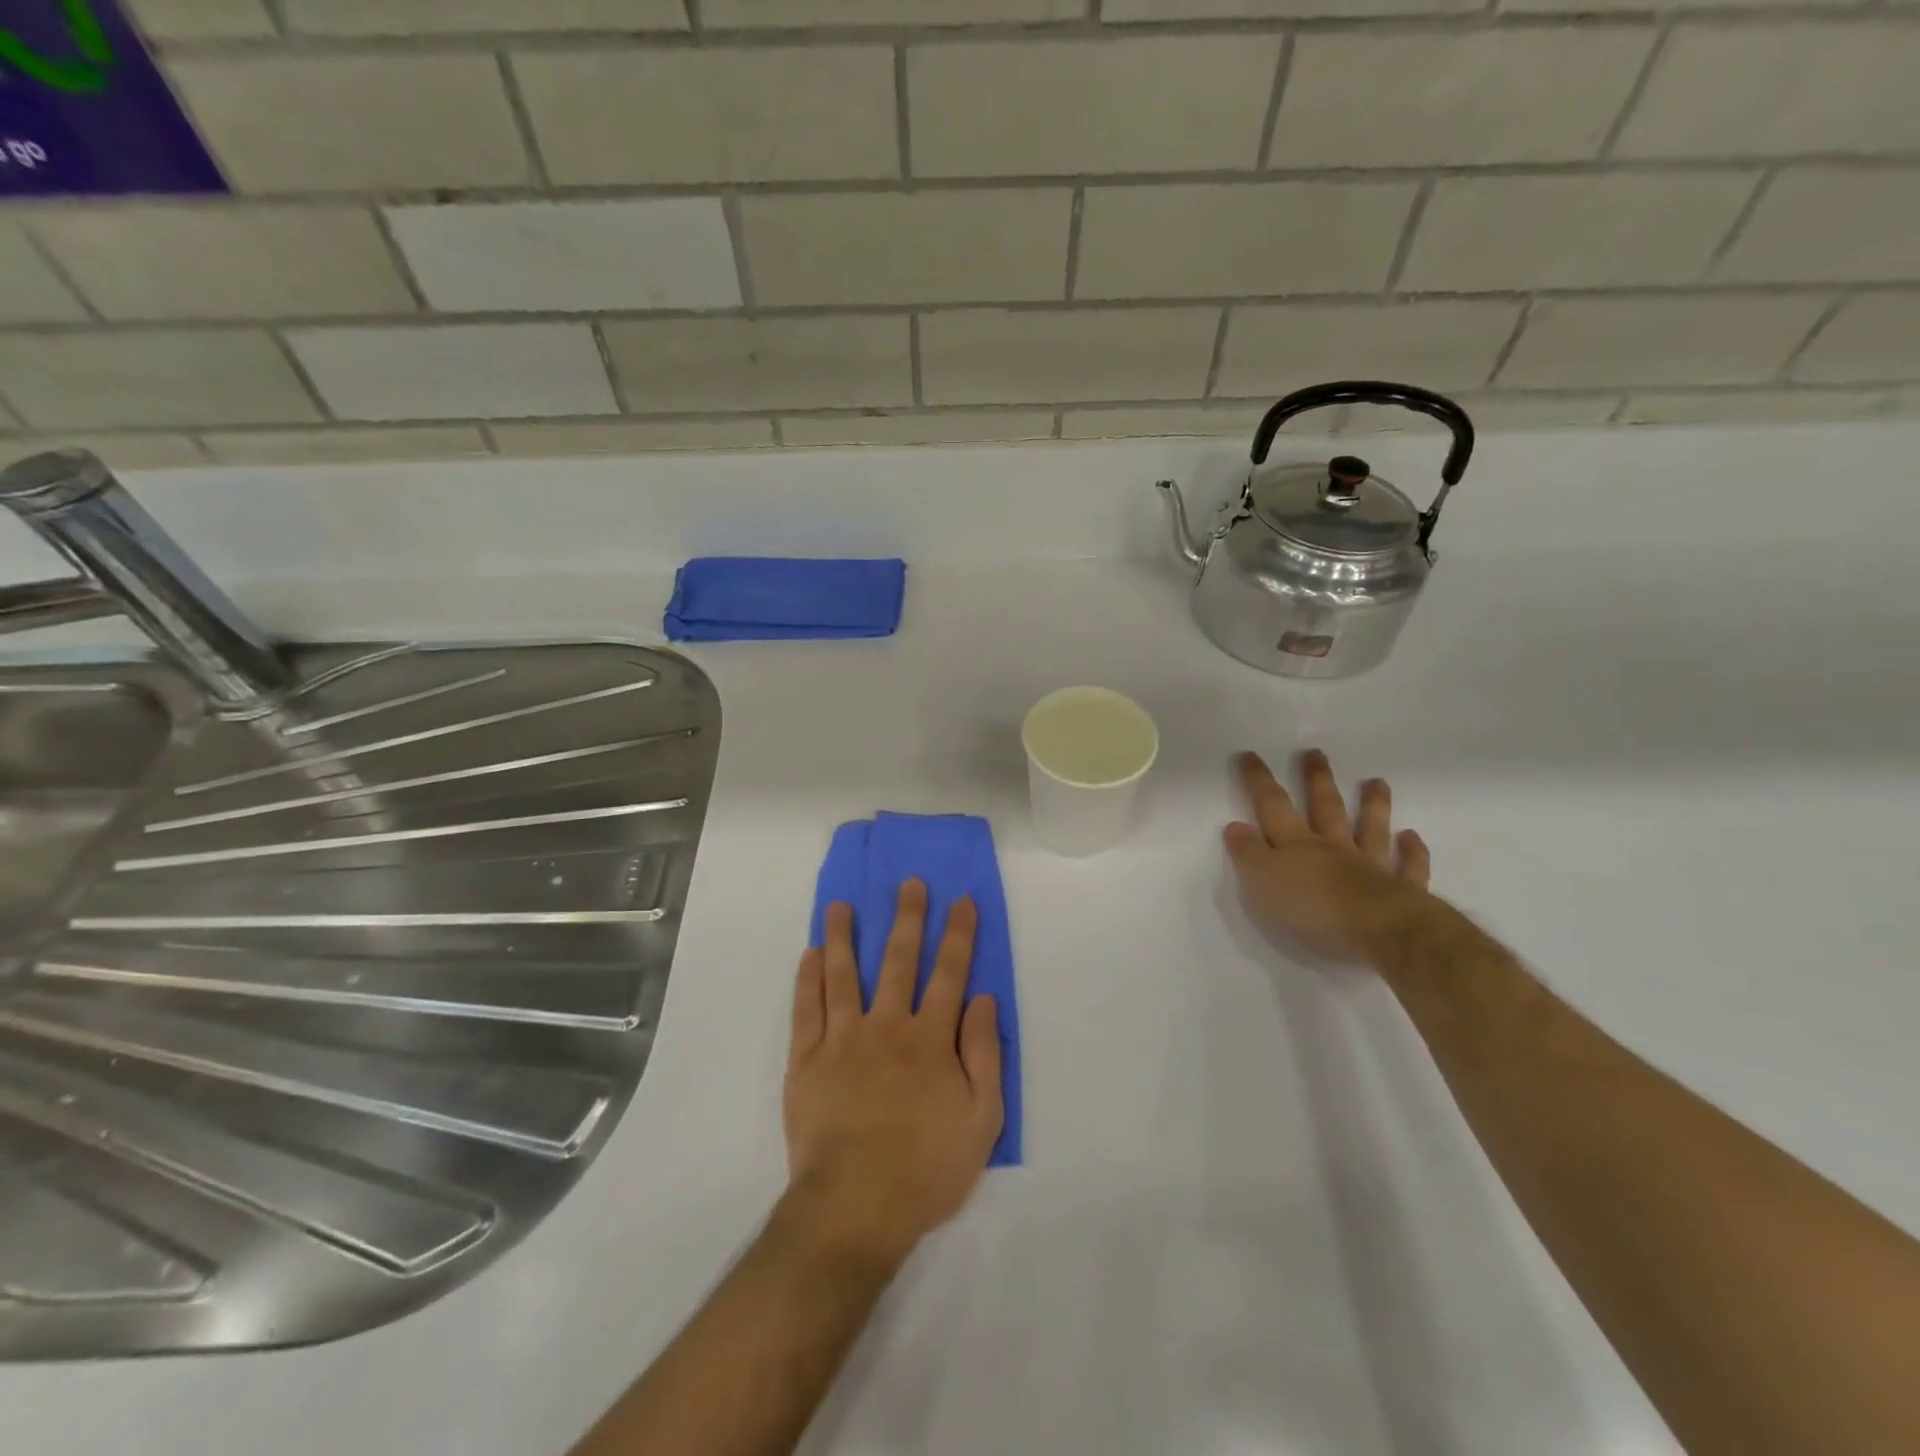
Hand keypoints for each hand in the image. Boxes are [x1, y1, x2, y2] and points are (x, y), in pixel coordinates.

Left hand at [784, 879, 1003, 1269]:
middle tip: (908, 883)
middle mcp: (886, 1026)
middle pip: (898, 961)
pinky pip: (807, 1009)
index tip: (961, 900)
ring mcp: (842, 1040)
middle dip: (907, 918)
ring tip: (840, 904)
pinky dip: (807, 979)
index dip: (958, 934)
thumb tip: (984, 1000)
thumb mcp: (981, 1120)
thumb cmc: (926, 1168)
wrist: (854, 1209)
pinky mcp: (807, 1060)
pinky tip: (809, 955)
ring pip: (843, 975)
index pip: (949, 973)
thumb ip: (984, 1055)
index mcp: (930, 1039)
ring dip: (843, 936)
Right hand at [1224, 749, 1434, 965]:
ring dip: (1373, 805)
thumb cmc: (1313, 909)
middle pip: (1325, 808)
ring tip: (1377, 782)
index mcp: (1297, 845)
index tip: (1250, 755)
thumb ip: (1249, 854)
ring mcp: (1372, 866)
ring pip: (1371, 829)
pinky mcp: (1402, 891)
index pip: (1273, 806)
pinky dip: (1413, 852)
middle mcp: (1334, 848)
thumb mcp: (1263, 881)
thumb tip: (1235, 826)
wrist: (1381, 932)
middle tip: (1316, 753)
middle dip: (1317, 780)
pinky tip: (1412, 837)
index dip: (1259, 781)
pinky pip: (1409, 868)